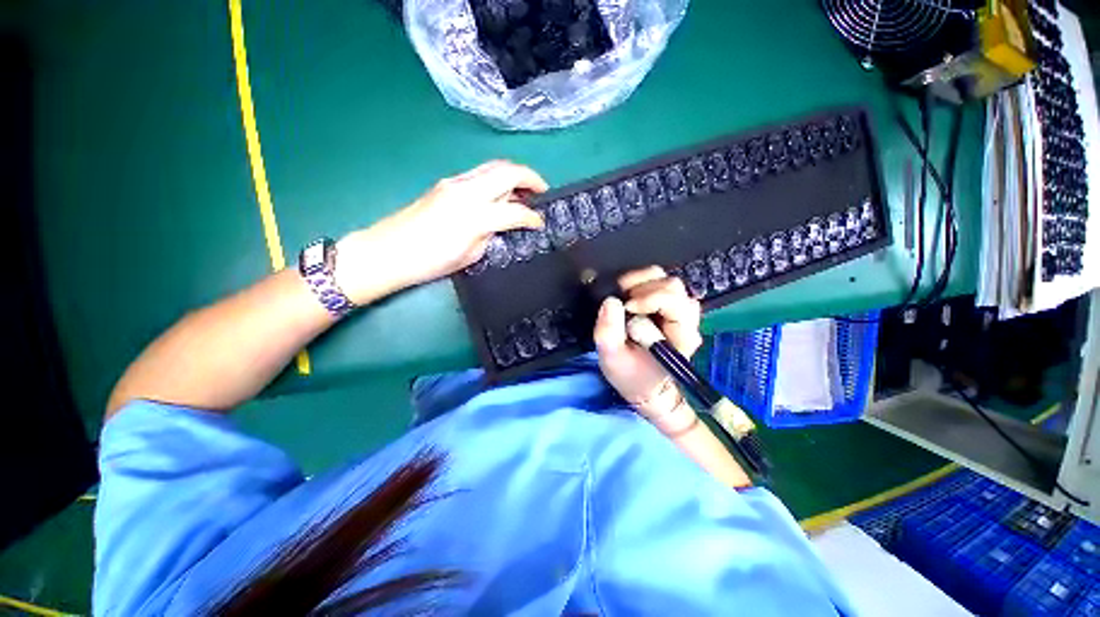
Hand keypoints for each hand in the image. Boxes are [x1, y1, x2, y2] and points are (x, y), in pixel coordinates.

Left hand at [334, 160, 547, 303]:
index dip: (532, 217)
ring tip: (524, 191)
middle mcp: (467, 190)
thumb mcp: (470, 255)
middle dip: (531, 177)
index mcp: (475, 215)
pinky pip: (479, 174)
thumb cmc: (430, 261)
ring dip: (513, 175)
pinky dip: (496, 179)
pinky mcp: (445, 183)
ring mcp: (454, 182)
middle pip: (507, 171)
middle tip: (542, 191)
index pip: (515, 210)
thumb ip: (490, 235)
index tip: (540, 224)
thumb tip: (501, 224)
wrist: (388, 251)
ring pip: (492, 167)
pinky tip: (498, 194)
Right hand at [593, 266, 702, 415]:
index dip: (648, 298)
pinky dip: (644, 284)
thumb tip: (610, 301)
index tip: (626, 307)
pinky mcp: (672, 308)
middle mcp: (687, 320)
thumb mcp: (612, 358)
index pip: (673, 302)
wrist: (645, 386)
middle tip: (623, 300)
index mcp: (681, 336)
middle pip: (673, 287)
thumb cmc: (632, 376)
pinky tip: (631, 296)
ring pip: (669, 283)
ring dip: (644, 283)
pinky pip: (662, 286)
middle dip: (644, 288)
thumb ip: (609, 332)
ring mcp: (681, 313)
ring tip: (625, 296)